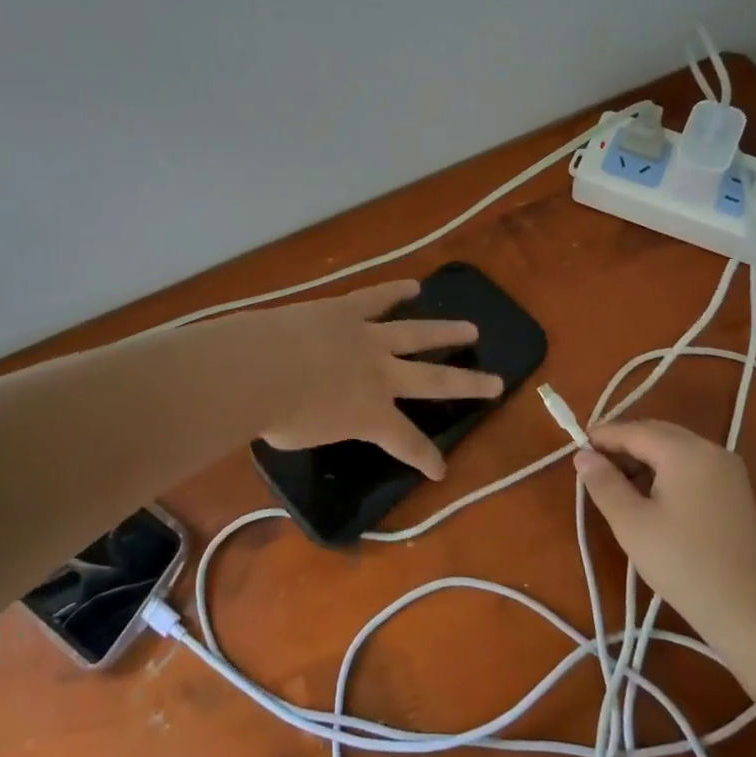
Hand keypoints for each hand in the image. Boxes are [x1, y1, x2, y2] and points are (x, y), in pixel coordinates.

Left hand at [254, 279, 503, 479]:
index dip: (426, 458)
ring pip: (416, 333)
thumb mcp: (304, 436)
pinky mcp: (346, 310)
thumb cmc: (276, 415)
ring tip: (471, 329)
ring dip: (446, 331)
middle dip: (467, 384)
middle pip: (434, 380)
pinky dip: (396, 291)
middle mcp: (380, 375)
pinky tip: (414, 285)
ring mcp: (366, 338)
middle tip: (496, 382)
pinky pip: (377, 298)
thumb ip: (320, 425)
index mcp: (370, 415)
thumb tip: (315, 413)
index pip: (406, 443)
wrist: (259, 368)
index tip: (441, 470)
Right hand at [575, 419, 755, 650]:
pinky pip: (691, 467)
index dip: (602, 438)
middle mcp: (710, 450)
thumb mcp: (631, 523)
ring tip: (618, 487)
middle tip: (593, 469)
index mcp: (685, 451)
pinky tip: (651, 499)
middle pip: (656, 434)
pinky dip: (666, 473)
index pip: (634, 430)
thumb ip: (603, 483)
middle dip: (623, 446)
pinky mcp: (736, 491)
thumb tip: (582, 456)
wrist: (750, 612)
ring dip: (643, 460)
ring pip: (674, 450)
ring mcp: (728, 470)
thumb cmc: (683, 564)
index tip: (575, 451)